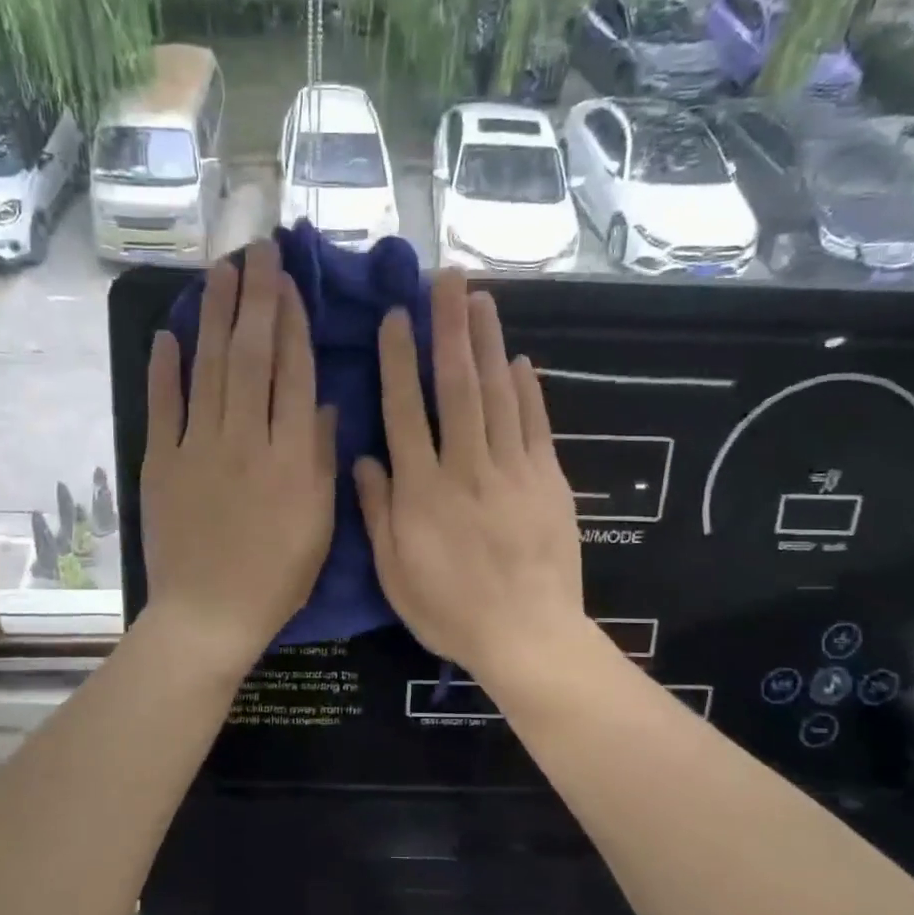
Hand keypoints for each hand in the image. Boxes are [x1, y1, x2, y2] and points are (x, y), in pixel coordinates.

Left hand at [141, 240, 335, 674]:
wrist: (209, 614)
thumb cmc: (276, 578)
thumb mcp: (319, 526)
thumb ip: (322, 461)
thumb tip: (326, 406)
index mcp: (291, 456)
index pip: (293, 374)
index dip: (293, 323)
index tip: (290, 283)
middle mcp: (246, 439)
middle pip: (251, 356)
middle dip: (256, 299)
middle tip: (257, 251)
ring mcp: (198, 448)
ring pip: (210, 368)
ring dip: (216, 316)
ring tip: (221, 271)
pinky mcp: (162, 462)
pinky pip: (163, 406)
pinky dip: (165, 368)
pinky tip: (170, 332)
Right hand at [353, 271, 585, 688]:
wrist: (527, 636)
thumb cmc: (450, 611)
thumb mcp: (395, 573)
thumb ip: (379, 512)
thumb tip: (364, 459)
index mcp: (422, 491)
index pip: (406, 413)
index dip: (399, 362)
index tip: (396, 317)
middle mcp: (466, 468)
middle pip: (457, 388)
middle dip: (450, 329)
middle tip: (447, 278)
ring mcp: (513, 471)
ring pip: (499, 396)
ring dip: (489, 344)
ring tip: (481, 300)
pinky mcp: (548, 481)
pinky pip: (536, 427)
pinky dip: (528, 391)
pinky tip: (520, 360)